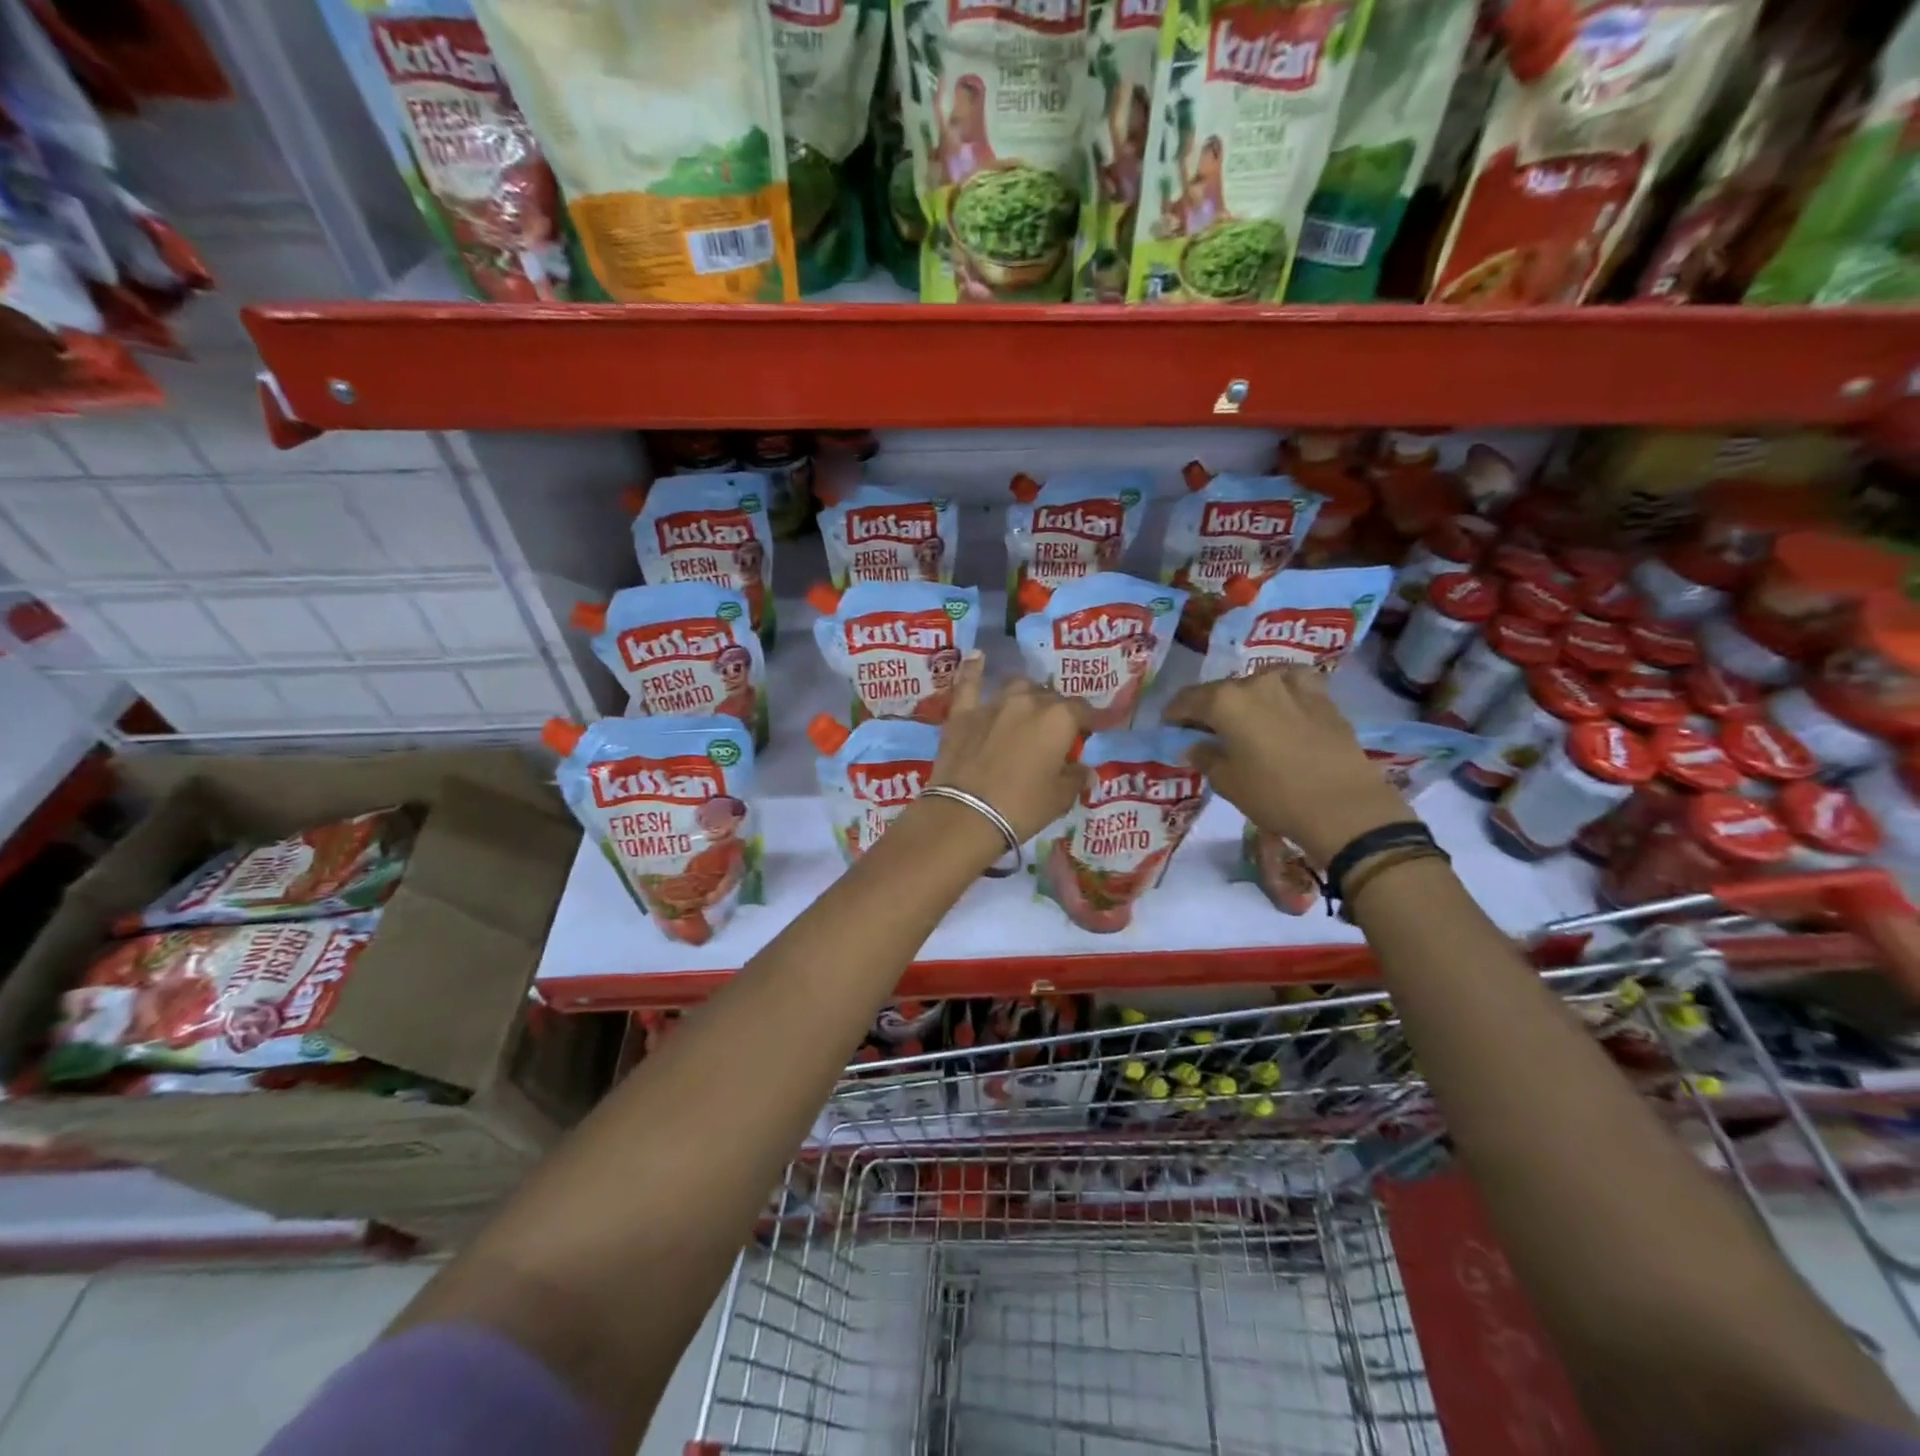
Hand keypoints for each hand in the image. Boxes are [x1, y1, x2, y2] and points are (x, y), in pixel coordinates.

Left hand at [929, 654, 1088, 843]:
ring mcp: (993, 704)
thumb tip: (1086, 771)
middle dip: (1058, 711)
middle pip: (1050, 697)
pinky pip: (970, 683)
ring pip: (1017, 687)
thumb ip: (1076, 778)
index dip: (1091, 720)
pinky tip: (978, 656)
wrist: (965, 814)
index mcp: (1059, 719)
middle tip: (1057, 732)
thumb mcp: (1059, 798)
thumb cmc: (1022, 807)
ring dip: (1028, 694)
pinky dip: (975, 669)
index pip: (1083, 710)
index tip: (1095, 728)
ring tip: (1029, 707)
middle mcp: (1029, 702)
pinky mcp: (963, 713)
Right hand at [1164, 668, 1415, 866]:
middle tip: (1205, 730)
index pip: (1187, 700)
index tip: (1171, 728)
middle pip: (1220, 690)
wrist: (1344, 807)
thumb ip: (1205, 756)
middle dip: (1208, 708)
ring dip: (1244, 699)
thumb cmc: (1274, 795)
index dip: (1175, 715)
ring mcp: (1292, 685)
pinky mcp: (1322, 696)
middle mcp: (1255, 683)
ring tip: (1244, 720)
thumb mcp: (1227, 782)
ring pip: (1256, 684)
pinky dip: (1279, 692)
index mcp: (1224, 701)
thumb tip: (1196, 745)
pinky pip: (1291, 685)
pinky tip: (1281, 707)